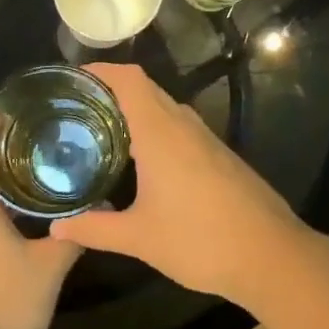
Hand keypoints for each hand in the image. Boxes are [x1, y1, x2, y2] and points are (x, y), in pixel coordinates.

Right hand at [50, 64, 310, 310]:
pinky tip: (143, 162)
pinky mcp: (221, 156)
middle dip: (111, 91)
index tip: (71, 80)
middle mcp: (184, 126)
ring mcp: (207, 140)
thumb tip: (56, 227)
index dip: (100, 71)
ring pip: (166, 108)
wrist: (273, 257)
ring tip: (102, 131)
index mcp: (161, 134)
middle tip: (76, 109)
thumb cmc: (201, 241)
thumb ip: (94, 229)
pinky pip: (181, 128)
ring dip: (135, 111)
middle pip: (145, 89)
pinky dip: (156, 130)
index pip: (129, 80)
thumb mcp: (139, 238)